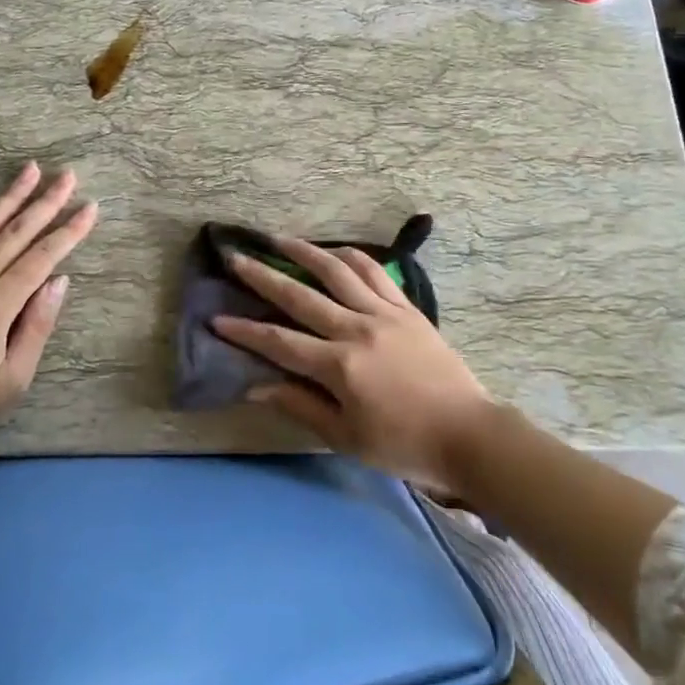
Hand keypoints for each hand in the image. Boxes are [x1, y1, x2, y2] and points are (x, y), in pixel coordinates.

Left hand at [0, 163, 97, 446]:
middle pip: (16, 232)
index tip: (90, 208)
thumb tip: (60, 281)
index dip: (70, 231)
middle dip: (46, 202)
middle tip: (67, 175)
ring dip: (9, 196)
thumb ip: (37, 327)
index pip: (43, 257)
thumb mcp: (13, 380)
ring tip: (30, 169)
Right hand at [214, 238, 494, 490]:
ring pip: (338, 272)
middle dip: (263, 277)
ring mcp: (385, 313)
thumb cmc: (402, 444)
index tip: (216, 318)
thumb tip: (255, 387)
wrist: (468, 433)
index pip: (280, 342)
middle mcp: (357, 329)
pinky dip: (351, 257)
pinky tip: (335, 251)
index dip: (245, 331)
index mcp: (340, 366)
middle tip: (236, 257)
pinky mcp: (407, 308)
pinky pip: (375, 272)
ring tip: (281, 240)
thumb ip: (300, 406)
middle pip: (301, 296)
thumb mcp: (345, 437)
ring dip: (306, 252)